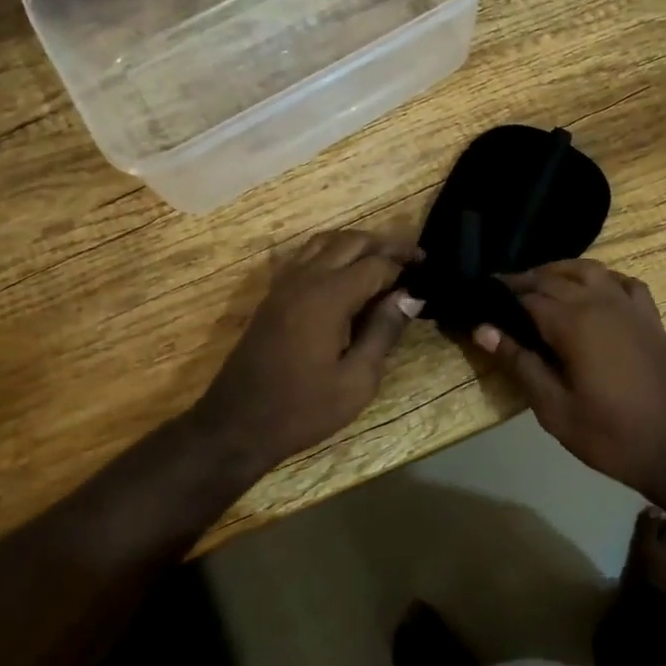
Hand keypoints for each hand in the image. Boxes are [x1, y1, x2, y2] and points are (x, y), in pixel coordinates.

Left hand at [192, 229, 422, 472]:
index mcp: (328, 297)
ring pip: (325, 242)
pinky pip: (306, 256)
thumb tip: (409, 296)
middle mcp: (306, 279)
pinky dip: (332, 253)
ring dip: (357, 244)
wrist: (238, 423)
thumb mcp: (357, 381)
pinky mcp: (273, 295)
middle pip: (351, 242)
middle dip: (385, 244)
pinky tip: (345, 273)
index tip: (427, 273)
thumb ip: (384, 332)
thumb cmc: (303, 409)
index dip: (404, 265)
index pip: (376, 265)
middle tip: (413, 258)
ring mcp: (285, 284)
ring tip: (383, 260)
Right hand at [470, 259, 665, 503]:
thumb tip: (483, 329)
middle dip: (524, 280)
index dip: (500, 296)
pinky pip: (622, 281)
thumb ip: (520, 364)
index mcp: (574, 323)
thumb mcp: (556, 409)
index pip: (527, 296)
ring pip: (589, 270)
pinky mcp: (650, 317)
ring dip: (559, 271)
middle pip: (554, 277)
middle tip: (500, 293)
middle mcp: (600, 302)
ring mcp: (630, 306)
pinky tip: (593, 289)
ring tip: (538, 284)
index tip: (479, 299)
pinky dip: (601, 277)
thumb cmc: (613, 435)